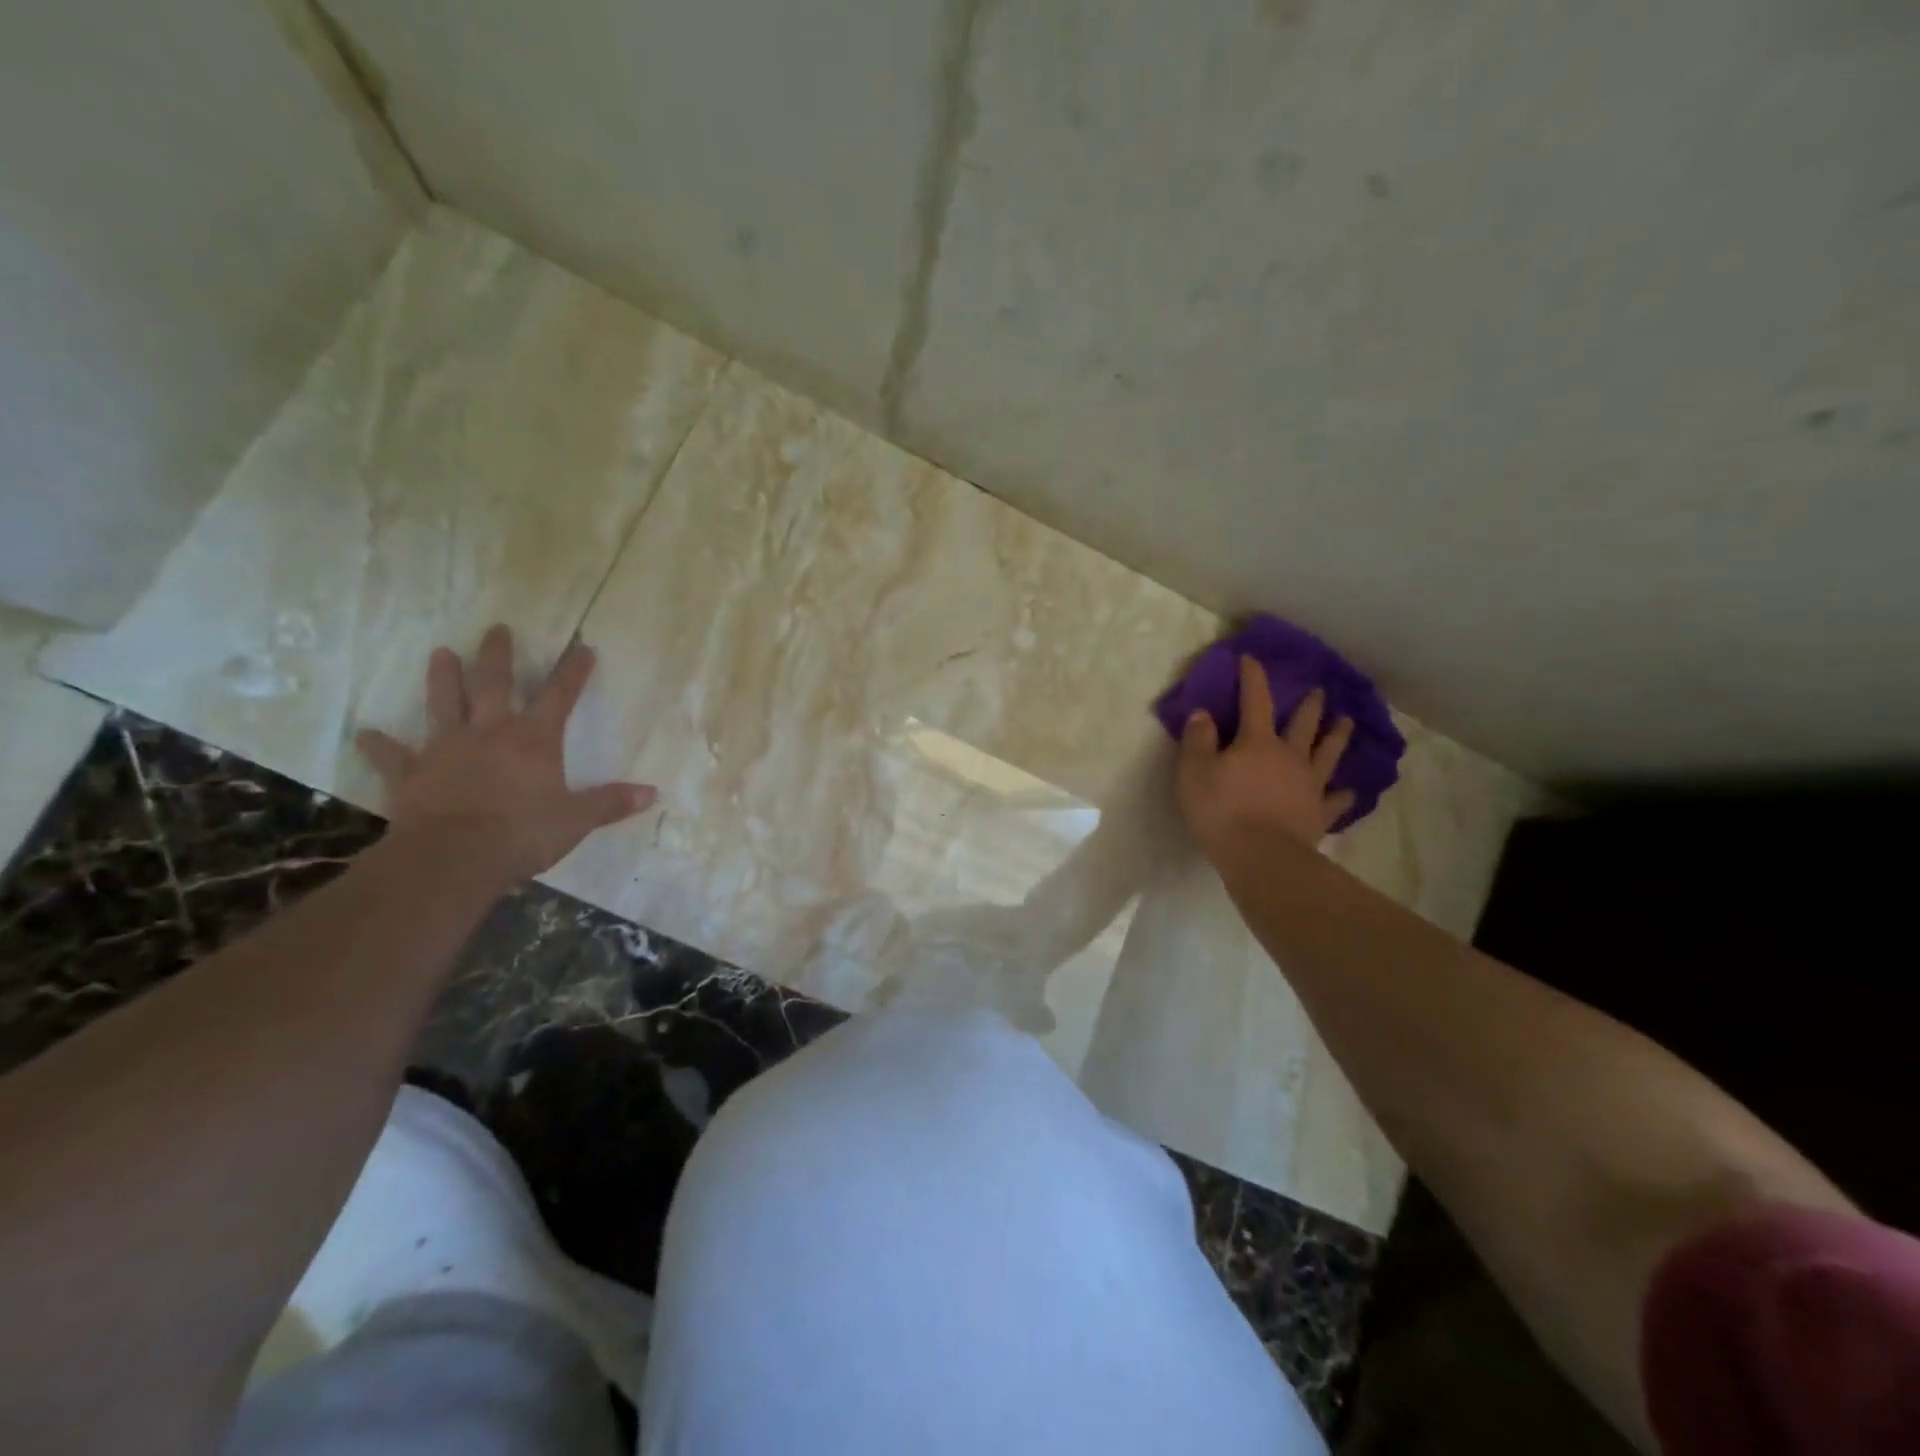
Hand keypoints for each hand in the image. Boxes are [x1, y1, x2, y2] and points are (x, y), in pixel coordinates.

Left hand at [355, 625, 655, 887]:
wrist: (453, 858)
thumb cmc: (523, 834)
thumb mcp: (577, 820)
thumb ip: (611, 803)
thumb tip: (653, 793)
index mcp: (533, 740)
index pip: (559, 696)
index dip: (573, 671)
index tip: (583, 647)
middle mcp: (489, 733)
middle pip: (493, 685)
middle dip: (498, 656)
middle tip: (497, 628)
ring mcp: (446, 749)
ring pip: (443, 705)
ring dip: (442, 679)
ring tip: (440, 653)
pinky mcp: (411, 774)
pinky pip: (393, 756)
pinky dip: (379, 745)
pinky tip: (365, 734)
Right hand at [1176, 654, 1355, 862]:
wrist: (1261, 857)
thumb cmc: (1221, 811)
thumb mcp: (1194, 772)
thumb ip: (1198, 741)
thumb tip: (1202, 714)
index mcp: (1257, 742)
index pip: (1255, 701)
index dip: (1253, 678)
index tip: (1251, 658)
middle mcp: (1290, 757)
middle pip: (1304, 724)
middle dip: (1309, 705)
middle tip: (1319, 690)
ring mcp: (1309, 786)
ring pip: (1328, 755)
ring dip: (1337, 737)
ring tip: (1347, 722)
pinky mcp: (1318, 814)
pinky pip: (1335, 801)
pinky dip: (1343, 795)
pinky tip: (1349, 791)